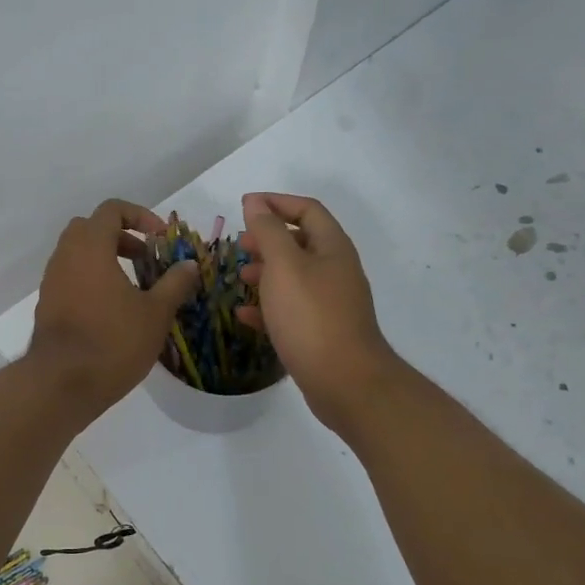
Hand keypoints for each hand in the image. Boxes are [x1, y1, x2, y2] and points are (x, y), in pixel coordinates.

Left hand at [29, 200, 200, 415]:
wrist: (62, 383)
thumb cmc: (113, 341)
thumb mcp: (155, 313)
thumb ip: (175, 283)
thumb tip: (189, 264)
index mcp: (91, 247)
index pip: (111, 210)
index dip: (140, 216)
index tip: (160, 238)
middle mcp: (65, 256)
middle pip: (91, 228)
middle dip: (121, 237)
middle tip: (146, 259)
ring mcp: (52, 281)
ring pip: (78, 254)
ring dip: (106, 259)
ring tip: (134, 287)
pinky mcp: (47, 305)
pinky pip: (70, 277)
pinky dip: (92, 279)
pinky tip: (113, 309)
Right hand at [237, 192, 398, 432]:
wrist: (345, 382)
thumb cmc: (311, 316)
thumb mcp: (284, 266)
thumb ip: (268, 232)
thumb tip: (255, 202)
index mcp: (333, 248)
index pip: (307, 210)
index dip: (276, 203)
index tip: (244, 206)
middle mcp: (336, 271)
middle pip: (301, 242)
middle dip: (269, 239)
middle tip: (240, 245)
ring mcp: (331, 304)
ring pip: (295, 277)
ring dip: (266, 272)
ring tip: (240, 277)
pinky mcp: (322, 333)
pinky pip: (292, 310)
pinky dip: (268, 307)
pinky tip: (244, 315)